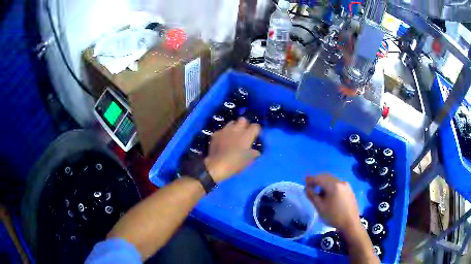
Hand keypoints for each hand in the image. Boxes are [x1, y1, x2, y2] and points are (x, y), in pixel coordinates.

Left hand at [204, 117, 260, 182]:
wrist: (217, 165)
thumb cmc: (235, 163)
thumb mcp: (249, 160)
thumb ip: (254, 153)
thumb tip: (255, 151)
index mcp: (247, 135)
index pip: (256, 126)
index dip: (257, 130)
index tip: (256, 136)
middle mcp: (236, 129)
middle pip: (243, 119)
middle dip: (245, 124)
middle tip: (245, 133)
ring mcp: (225, 130)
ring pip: (232, 122)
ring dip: (234, 127)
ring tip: (234, 135)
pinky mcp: (216, 134)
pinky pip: (222, 130)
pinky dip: (224, 134)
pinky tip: (223, 140)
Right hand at [305, 174, 360, 231]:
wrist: (350, 223)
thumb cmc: (334, 216)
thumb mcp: (320, 207)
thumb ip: (312, 196)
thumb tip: (306, 188)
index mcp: (333, 185)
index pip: (319, 178)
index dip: (310, 179)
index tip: (304, 182)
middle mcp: (341, 182)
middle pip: (326, 177)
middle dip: (317, 180)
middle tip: (310, 186)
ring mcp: (346, 185)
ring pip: (332, 180)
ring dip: (324, 183)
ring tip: (318, 192)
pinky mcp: (349, 190)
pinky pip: (337, 184)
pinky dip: (330, 186)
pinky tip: (328, 195)